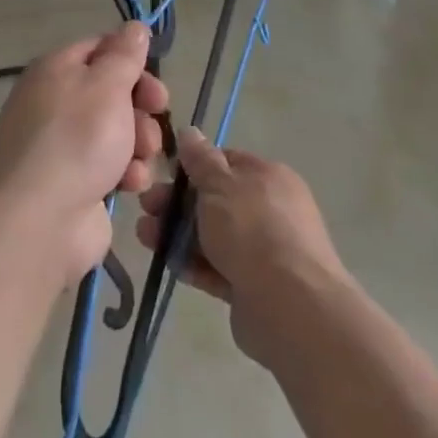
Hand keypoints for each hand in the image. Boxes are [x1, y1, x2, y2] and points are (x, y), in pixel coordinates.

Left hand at [0, 24, 169, 283]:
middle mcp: (55, 102)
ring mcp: (63, 144)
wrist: (40, 220)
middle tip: (157, 112)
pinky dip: (125, 172)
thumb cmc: (76, 140)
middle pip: (112, 90)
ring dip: (138, 142)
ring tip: (140, 158)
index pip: (99, 48)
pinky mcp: (75, 182)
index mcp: (55, 70)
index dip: (130, 59)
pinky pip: (111, 166)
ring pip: (117, 130)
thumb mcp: (106, 85)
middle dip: (141, 105)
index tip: (154, 76)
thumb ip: (124, 55)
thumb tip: (133, 27)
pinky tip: (129, 185)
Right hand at [135, 128, 346, 367]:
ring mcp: (264, 250)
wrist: (291, 306)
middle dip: (176, 203)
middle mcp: (269, 209)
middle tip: (147, 208)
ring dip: (178, 235)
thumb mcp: (219, 184)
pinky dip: (194, 265)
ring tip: (146, 239)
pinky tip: (169, 265)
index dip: (193, 167)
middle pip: (215, 200)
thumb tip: (190, 131)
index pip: (225, 162)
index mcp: (267, 177)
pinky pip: (218, 268)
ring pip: (212, 235)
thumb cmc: (252, 230)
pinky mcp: (254, 285)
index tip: (164, 175)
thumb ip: (200, 159)